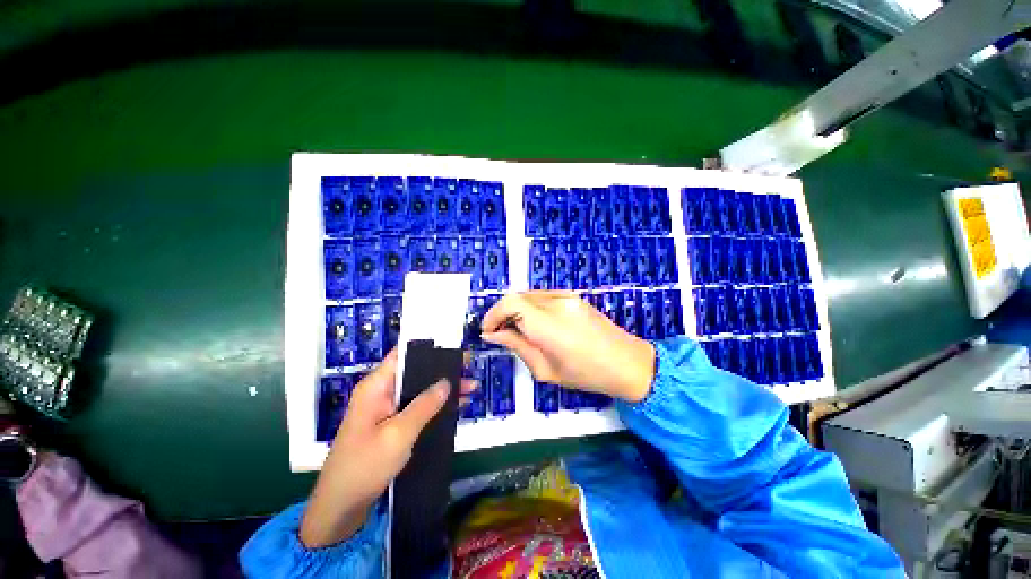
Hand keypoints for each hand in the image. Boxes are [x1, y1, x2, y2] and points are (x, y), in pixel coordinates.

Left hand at [299, 350, 475, 547]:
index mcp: (376, 386)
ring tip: (471, 388)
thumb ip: (424, 405)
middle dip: (442, 371)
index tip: (455, 349)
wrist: (340, 509)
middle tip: (470, 369)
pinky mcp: (390, 425)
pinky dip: (435, 406)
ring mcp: (385, 410)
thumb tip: (446, 382)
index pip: (403, 355)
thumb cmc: (365, 466)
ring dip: (442, 390)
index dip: (429, 349)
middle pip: (415, 372)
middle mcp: (381, 392)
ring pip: (418, 390)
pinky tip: (455, 407)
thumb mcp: (399, 434)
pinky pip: (416, 408)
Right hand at [481, 291, 655, 402]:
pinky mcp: (572, 295)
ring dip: (516, 309)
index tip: (487, 330)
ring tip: (515, 329)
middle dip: (502, 312)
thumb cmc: (586, 374)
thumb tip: (493, 334)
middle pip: (517, 296)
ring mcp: (567, 295)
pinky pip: (542, 296)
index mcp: (550, 324)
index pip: (511, 303)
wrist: (626, 361)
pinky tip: (533, 323)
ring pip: (528, 294)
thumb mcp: (545, 369)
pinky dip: (530, 306)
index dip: (493, 314)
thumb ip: (516, 346)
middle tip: (498, 332)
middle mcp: (557, 302)